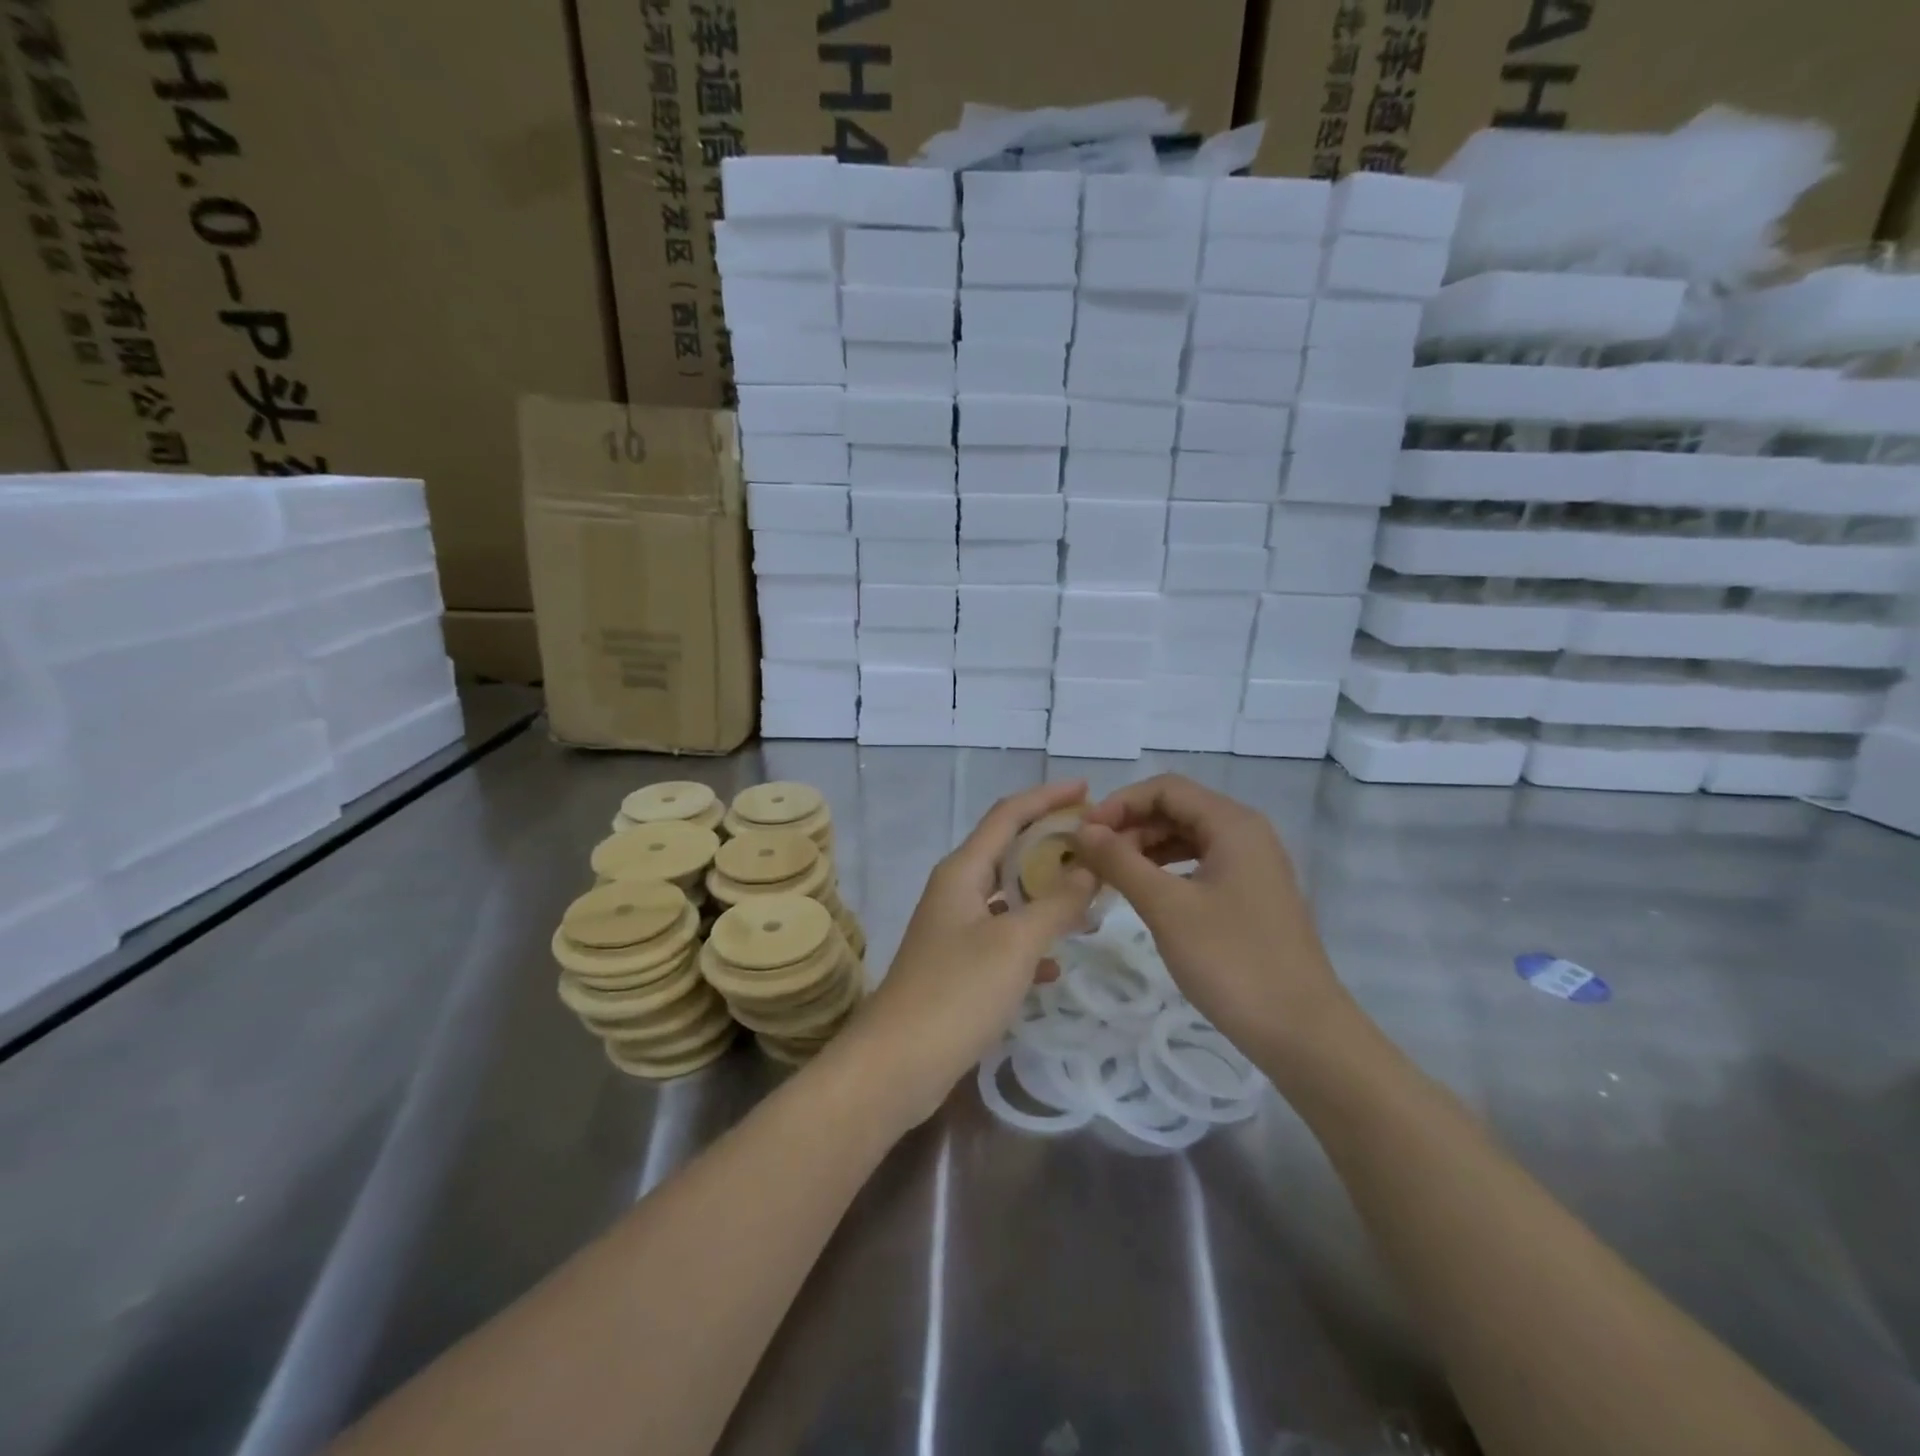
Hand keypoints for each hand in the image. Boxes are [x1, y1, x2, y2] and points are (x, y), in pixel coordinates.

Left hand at [840, 780, 1097, 1127]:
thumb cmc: (956, 992)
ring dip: (1046, 894)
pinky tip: (1055, 964)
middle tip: (1098, 847)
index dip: (1047, 797)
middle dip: (1051, 845)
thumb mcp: (1015, 943)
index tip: (1088, 789)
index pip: (1008, 815)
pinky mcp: (957, 967)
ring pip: (1008, 898)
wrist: (896, 1064)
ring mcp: (954, 930)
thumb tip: (1089, 867)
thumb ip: (1056, 902)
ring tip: (1090, 900)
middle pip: (1008, 851)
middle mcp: (956, 891)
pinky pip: (1002, 939)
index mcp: (962, 871)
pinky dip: (1030, 940)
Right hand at [1072, 774, 1348, 1063]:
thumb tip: (1083, 830)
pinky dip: (1166, 871)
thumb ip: (1121, 861)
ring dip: (1144, 849)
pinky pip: (1199, 866)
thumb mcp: (1167, 907)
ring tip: (1109, 876)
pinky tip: (1143, 893)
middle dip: (1130, 826)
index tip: (1084, 833)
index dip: (1120, 803)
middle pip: (1177, 810)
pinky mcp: (1251, 897)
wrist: (1302, 1033)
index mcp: (1233, 824)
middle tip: (1090, 858)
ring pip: (1187, 839)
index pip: (1165, 788)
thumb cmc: (1232, 960)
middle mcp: (1246, 834)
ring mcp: (1252, 867)